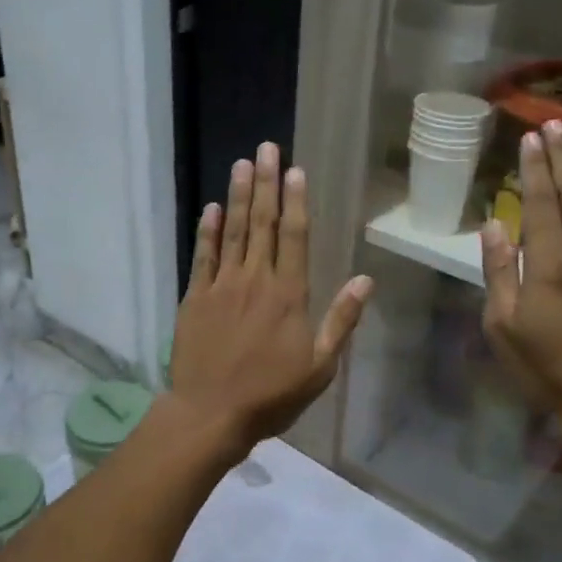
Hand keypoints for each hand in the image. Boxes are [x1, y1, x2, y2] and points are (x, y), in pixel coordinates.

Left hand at [169, 143, 373, 456]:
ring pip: (233, 231)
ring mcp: (222, 286)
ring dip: (239, 196)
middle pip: (262, 223)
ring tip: (242, 163)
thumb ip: (341, 320)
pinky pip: (202, 256)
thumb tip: (366, 280)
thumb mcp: (320, 367)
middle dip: (267, 183)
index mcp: (289, 295)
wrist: (211, 413)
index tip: (296, 170)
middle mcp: (255, 280)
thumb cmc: (271, 395)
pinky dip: (208, 230)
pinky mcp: (195, 298)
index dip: (295, 200)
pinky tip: (212, 207)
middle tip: (267, 148)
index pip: (294, 236)